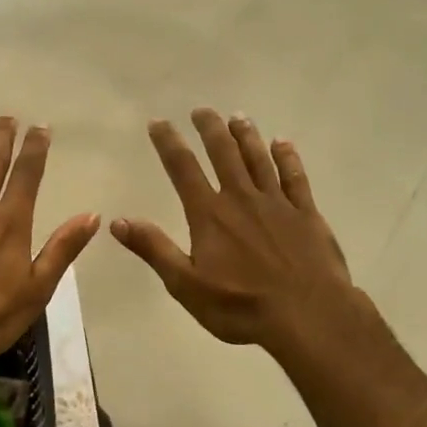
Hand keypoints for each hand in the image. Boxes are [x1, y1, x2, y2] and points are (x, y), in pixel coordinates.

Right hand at [113, 109, 358, 353]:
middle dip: (210, 129)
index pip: (183, 169)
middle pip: (223, 154)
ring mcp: (277, 204)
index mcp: (209, 215)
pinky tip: (283, 143)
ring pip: (258, 159)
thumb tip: (117, 221)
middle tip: (201, 110)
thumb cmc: (241, 306)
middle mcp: (242, 199)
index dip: (169, 143)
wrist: (309, 315)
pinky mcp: (307, 214)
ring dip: (246, 136)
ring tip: (237, 117)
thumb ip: (154, 249)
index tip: (159, 123)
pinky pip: (295, 177)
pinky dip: (287, 157)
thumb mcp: (186, 284)